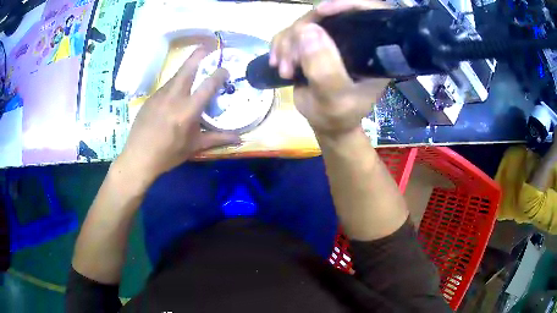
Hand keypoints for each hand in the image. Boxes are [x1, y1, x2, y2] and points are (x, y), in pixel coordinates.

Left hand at [116, 47, 239, 182]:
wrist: (138, 158)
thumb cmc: (168, 154)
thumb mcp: (194, 147)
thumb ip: (218, 139)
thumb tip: (240, 139)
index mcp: (188, 110)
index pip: (208, 84)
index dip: (219, 73)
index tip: (226, 69)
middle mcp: (174, 96)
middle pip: (188, 67)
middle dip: (200, 53)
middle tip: (209, 46)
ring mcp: (160, 95)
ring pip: (177, 74)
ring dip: (188, 68)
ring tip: (196, 67)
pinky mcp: (151, 98)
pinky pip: (167, 86)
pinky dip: (176, 83)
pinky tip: (177, 92)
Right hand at [270, 0, 389, 136]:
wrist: (325, 124)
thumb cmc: (338, 116)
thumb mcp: (335, 99)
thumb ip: (325, 69)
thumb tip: (307, 30)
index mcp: (372, 50)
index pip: (368, 13)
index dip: (347, 4)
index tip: (322, 12)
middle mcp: (353, 39)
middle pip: (327, 15)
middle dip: (302, 33)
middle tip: (291, 62)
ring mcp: (331, 39)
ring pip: (304, 23)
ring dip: (287, 44)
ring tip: (286, 70)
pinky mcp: (312, 43)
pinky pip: (291, 32)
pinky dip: (280, 46)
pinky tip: (279, 64)